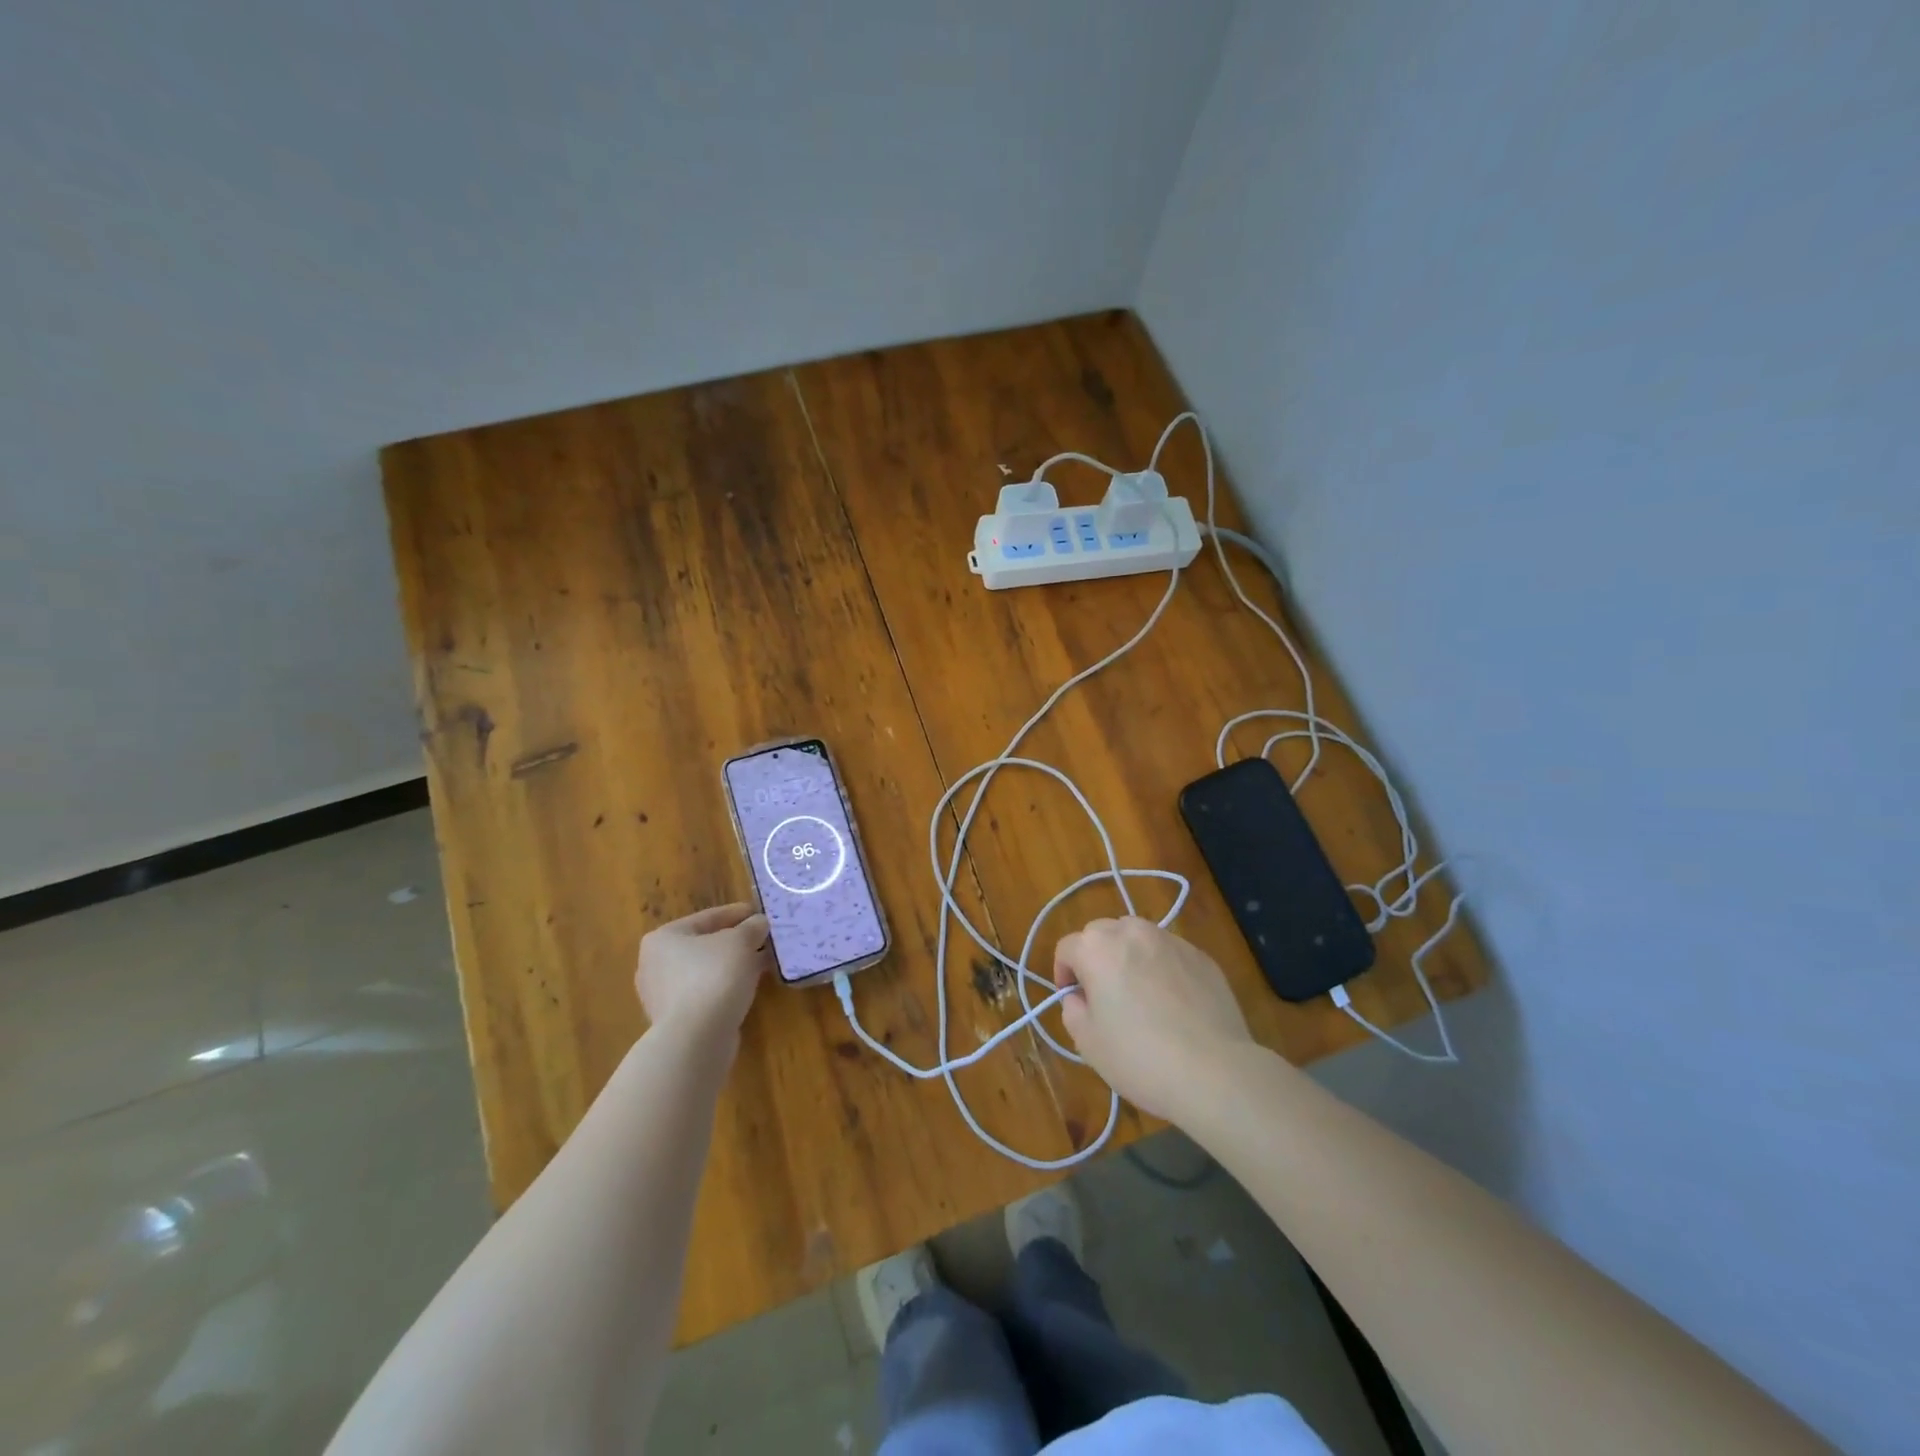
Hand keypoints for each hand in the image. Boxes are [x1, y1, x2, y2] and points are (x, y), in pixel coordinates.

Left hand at [636, 903, 770, 1041]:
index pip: (707, 917)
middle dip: (736, 942)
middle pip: (705, 945)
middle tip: (764, 938)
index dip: (737, 913)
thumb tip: (759, 923)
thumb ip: (752, 927)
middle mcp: (655, 964)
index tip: (760, 913)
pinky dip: (727, 986)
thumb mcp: (740, 941)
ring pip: (707, 970)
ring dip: (734, 965)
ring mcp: (662, 996)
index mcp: (663, 938)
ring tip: (763, 961)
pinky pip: (706, 993)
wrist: (696, 1038)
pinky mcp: (676, 1020)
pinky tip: (750, 985)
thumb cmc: (714, 976)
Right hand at [1054, 917, 1253, 1122]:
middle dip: (1095, 957)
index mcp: (1097, 948)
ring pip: (1138, 937)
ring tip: (1140, 993)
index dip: (1064, 973)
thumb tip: (1080, 997)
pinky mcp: (1201, 956)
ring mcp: (1171, 941)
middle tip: (1104, 995)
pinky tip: (1174, 1003)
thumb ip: (1073, 1010)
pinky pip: (1170, 953)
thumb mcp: (1088, 1043)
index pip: (1067, 948)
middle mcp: (1132, 932)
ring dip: (1129, 956)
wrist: (1214, 1071)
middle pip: (1101, 933)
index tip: (1074, 999)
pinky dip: (1162, 967)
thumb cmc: (1140, 1057)